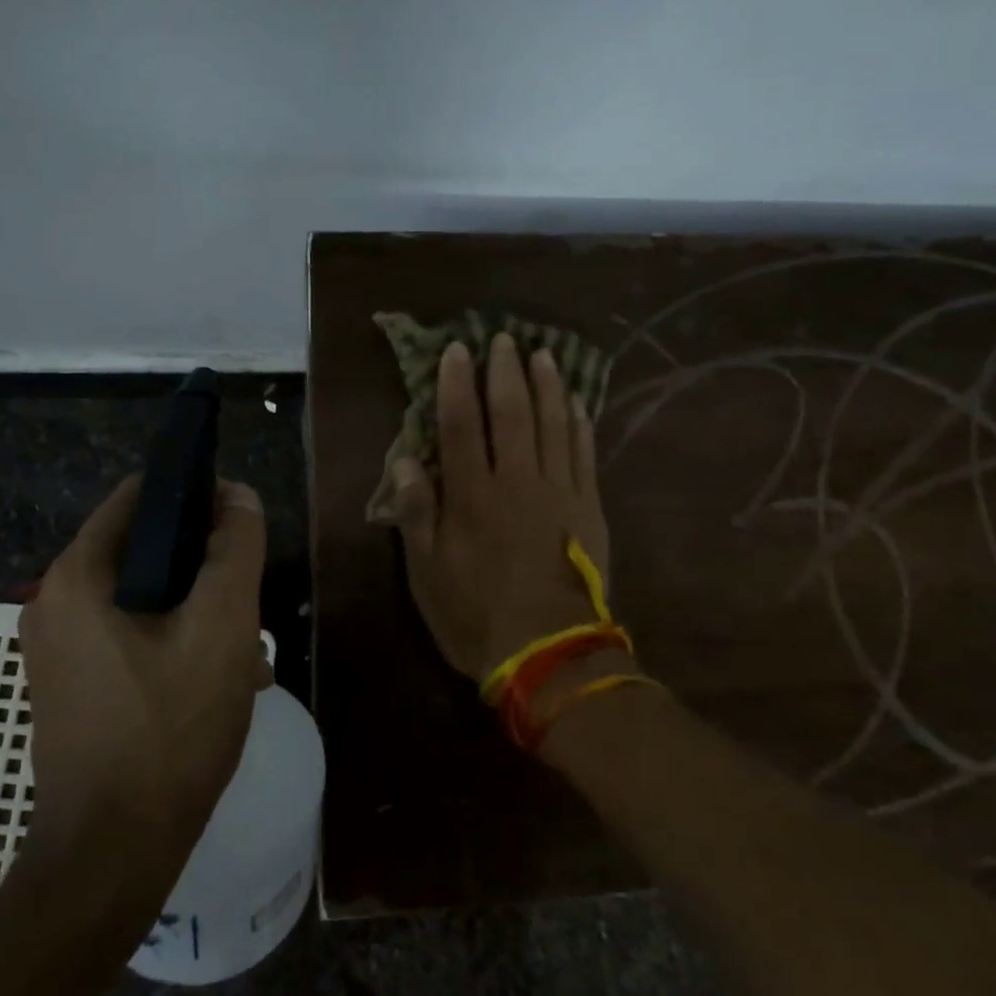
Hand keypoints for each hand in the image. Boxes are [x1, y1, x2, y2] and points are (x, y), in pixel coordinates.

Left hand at [16, 476, 272, 869]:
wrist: (111, 857)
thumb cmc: (169, 729)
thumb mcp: (221, 627)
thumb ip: (235, 549)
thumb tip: (238, 495)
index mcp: (78, 576)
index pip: (139, 495)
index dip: (196, 494)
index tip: (240, 523)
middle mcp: (55, 602)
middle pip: (146, 548)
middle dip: (205, 566)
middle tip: (249, 600)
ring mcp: (60, 649)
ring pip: (145, 596)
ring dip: (199, 609)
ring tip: (248, 649)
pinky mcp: (73, 685)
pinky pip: (132, 636)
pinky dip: (176, 642)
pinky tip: (222, 680)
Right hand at [394, 334, 612, 683]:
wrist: (550, 656)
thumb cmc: (476, 617)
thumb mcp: (427, 575)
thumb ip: (417, 515)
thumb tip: (407, 462)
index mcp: (471, 497)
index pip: (460, 425)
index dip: (455, 384)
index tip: (457, 351)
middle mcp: (516, 482)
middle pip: (511, 413)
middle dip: (505, 372)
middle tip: (504, 339)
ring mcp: (558, 492)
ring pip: (553, 424)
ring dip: (547, 385)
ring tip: (543, 355)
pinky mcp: (588, 507)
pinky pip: (584, 453)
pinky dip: (580, 423)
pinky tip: (577, 402)